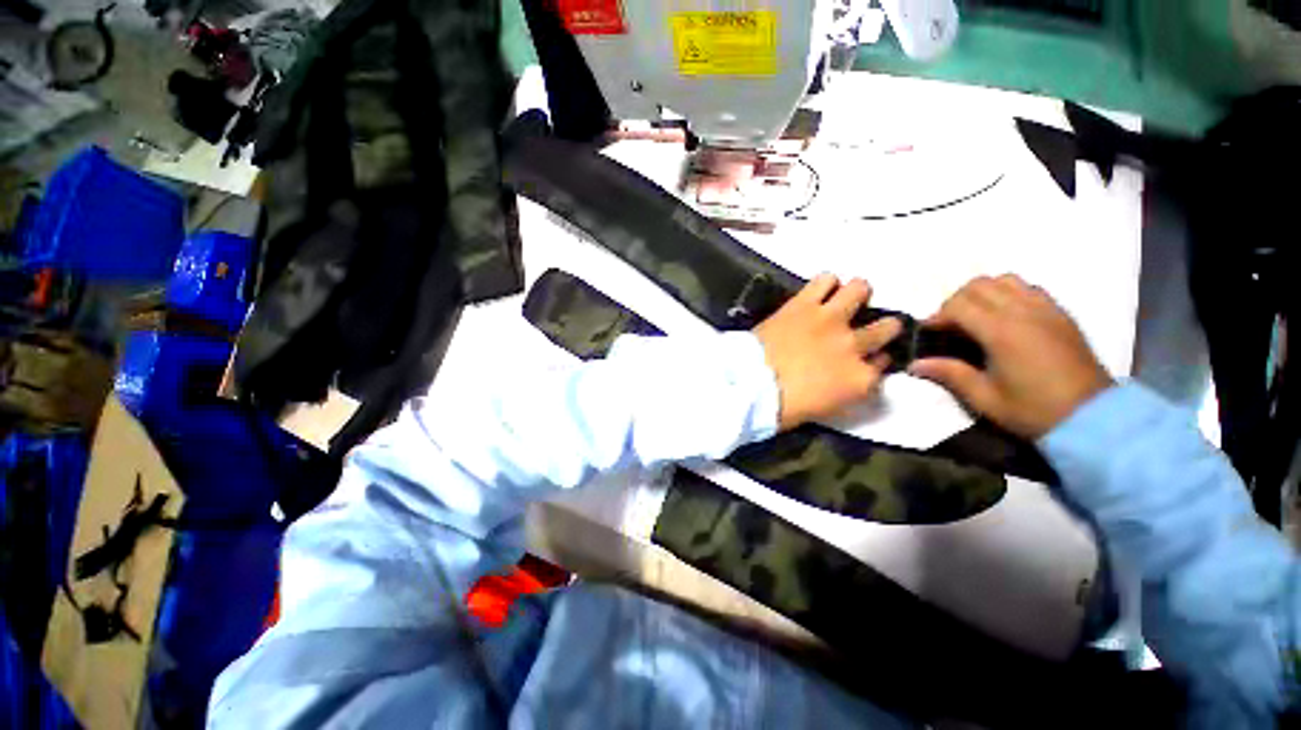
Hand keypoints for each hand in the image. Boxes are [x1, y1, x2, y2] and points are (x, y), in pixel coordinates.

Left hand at [754, 274, 902, 430]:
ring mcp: (830, 320)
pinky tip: (819, 292)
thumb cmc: (786, 407)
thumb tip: (860, 370)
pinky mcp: (804, 305)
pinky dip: (825, 284)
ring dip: (856, 296)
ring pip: (861, 290)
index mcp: (860, 379)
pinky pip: (825, 279)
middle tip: (865, 329)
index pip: (883, 363)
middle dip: (884, 328)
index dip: (877, 359)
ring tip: (843, 301)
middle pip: (888, 327)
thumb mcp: (829, 407)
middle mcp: (854, 345)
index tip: (870, 357)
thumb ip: (850, 387)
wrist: (752, 386)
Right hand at [909, 275, 1112, 439]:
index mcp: (1002, 332)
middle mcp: (1023, 312)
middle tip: (949, 325)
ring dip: (983, 293)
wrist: (1092, 417)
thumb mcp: (984, 398)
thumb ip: (949, 374)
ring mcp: (1046, 309)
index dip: (937, 315)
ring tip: (976, 317)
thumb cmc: (1032, 410)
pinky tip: (1005, 317)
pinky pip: (1029, 288)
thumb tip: (914, 364)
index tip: (929, 332)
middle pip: (979, 285)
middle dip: (956, 301)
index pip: (959, 305)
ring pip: (1005, 280)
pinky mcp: (1060, 314)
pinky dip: (1008, 294)